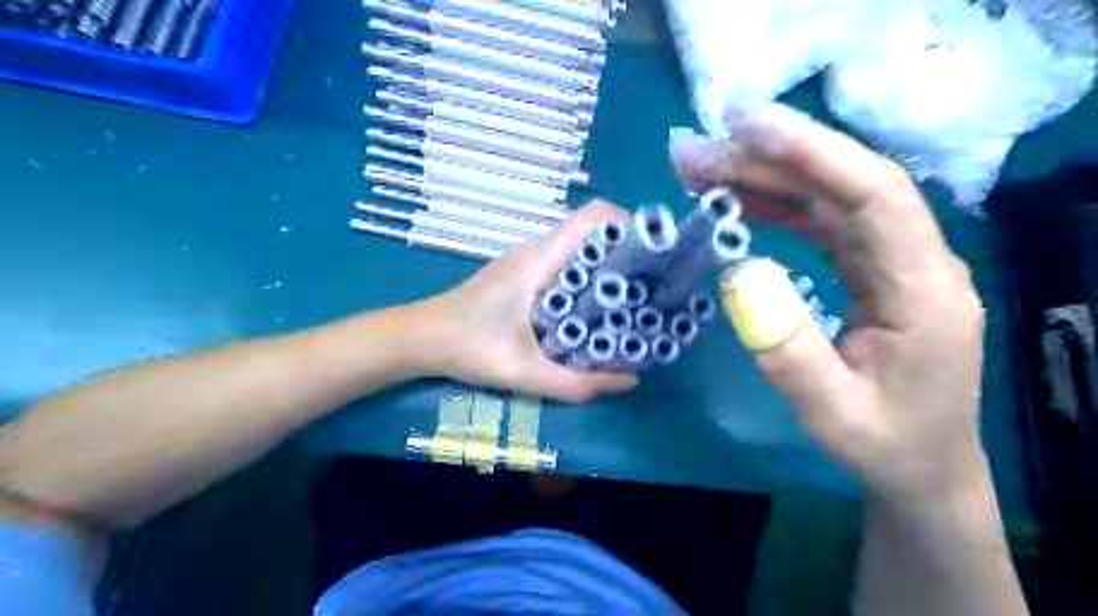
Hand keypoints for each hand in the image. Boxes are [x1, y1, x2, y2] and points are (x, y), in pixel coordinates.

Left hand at [412, 201, 634, 404]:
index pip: (594, 217)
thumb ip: (575, 383)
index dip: (629, 226)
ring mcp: (529, 261)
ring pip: (580, 250)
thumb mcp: (523, 372)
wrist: (420, 338)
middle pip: (594, 232)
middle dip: (626, 253)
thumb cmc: (467, 346)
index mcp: (540, 258)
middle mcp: (537, 250)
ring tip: (633, 300)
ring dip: (608, 267)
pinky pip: (567, 265)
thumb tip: (630, 380)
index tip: (653, 257)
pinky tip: (595, 311)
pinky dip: (588, 279)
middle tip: (651, 287)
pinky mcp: (523, 275)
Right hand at [670, 104, 985, 504]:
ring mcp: (891, 262)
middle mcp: (915, 260)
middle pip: (844, 186)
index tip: (749, 129)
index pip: (876, 196)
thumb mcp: (832, 413)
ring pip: (829, 199)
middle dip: (770, 160)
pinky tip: (738, 200)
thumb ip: (788, 349)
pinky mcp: (868, 270)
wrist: (921, 467)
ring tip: (703, 170)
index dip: (815, 153)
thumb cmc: (883, 444)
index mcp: (923, 290)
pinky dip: (777, 206)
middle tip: (699, 152)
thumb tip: (739, 274)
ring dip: (766, 178)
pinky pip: (822, 223)